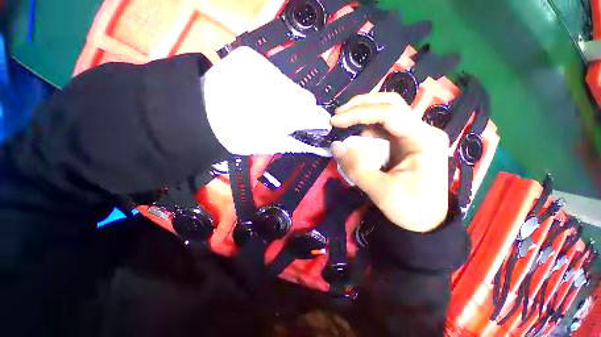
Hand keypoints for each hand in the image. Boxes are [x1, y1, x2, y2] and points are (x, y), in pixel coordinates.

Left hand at [201, 47, 331, 156]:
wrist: (199, 114)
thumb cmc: (235, 136)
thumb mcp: (268, 145)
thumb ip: (296, 142)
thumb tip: (319, 146)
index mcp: (275, 115)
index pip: (310, 114)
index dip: (317, 119)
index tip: (320, 124)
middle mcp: (272, 86)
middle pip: (302, 96)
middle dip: (300, 108)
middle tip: (288, 117)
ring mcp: (259, 65)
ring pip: (289, 83)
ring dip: (286, 95)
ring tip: (269, 103)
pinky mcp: (249, 55)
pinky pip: (273, 71)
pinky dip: (272, 83)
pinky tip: (259, 91)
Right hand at [330, 93, 448, 232]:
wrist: (426, 222)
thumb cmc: (411, 209)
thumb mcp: (381, 192)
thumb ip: (356, 168)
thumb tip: (336, 146)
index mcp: (424, 140)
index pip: (390, 113)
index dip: (359, 113)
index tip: (335, 121)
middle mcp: (421, 131)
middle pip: (390, 104)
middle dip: (361, 105)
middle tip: (338, 115)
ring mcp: (412, 135)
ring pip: (385, 113)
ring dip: (362, 115)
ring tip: (342, 124)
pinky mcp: (403, 143)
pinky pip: (381, 129)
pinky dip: (364, 130)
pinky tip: (354, 138)